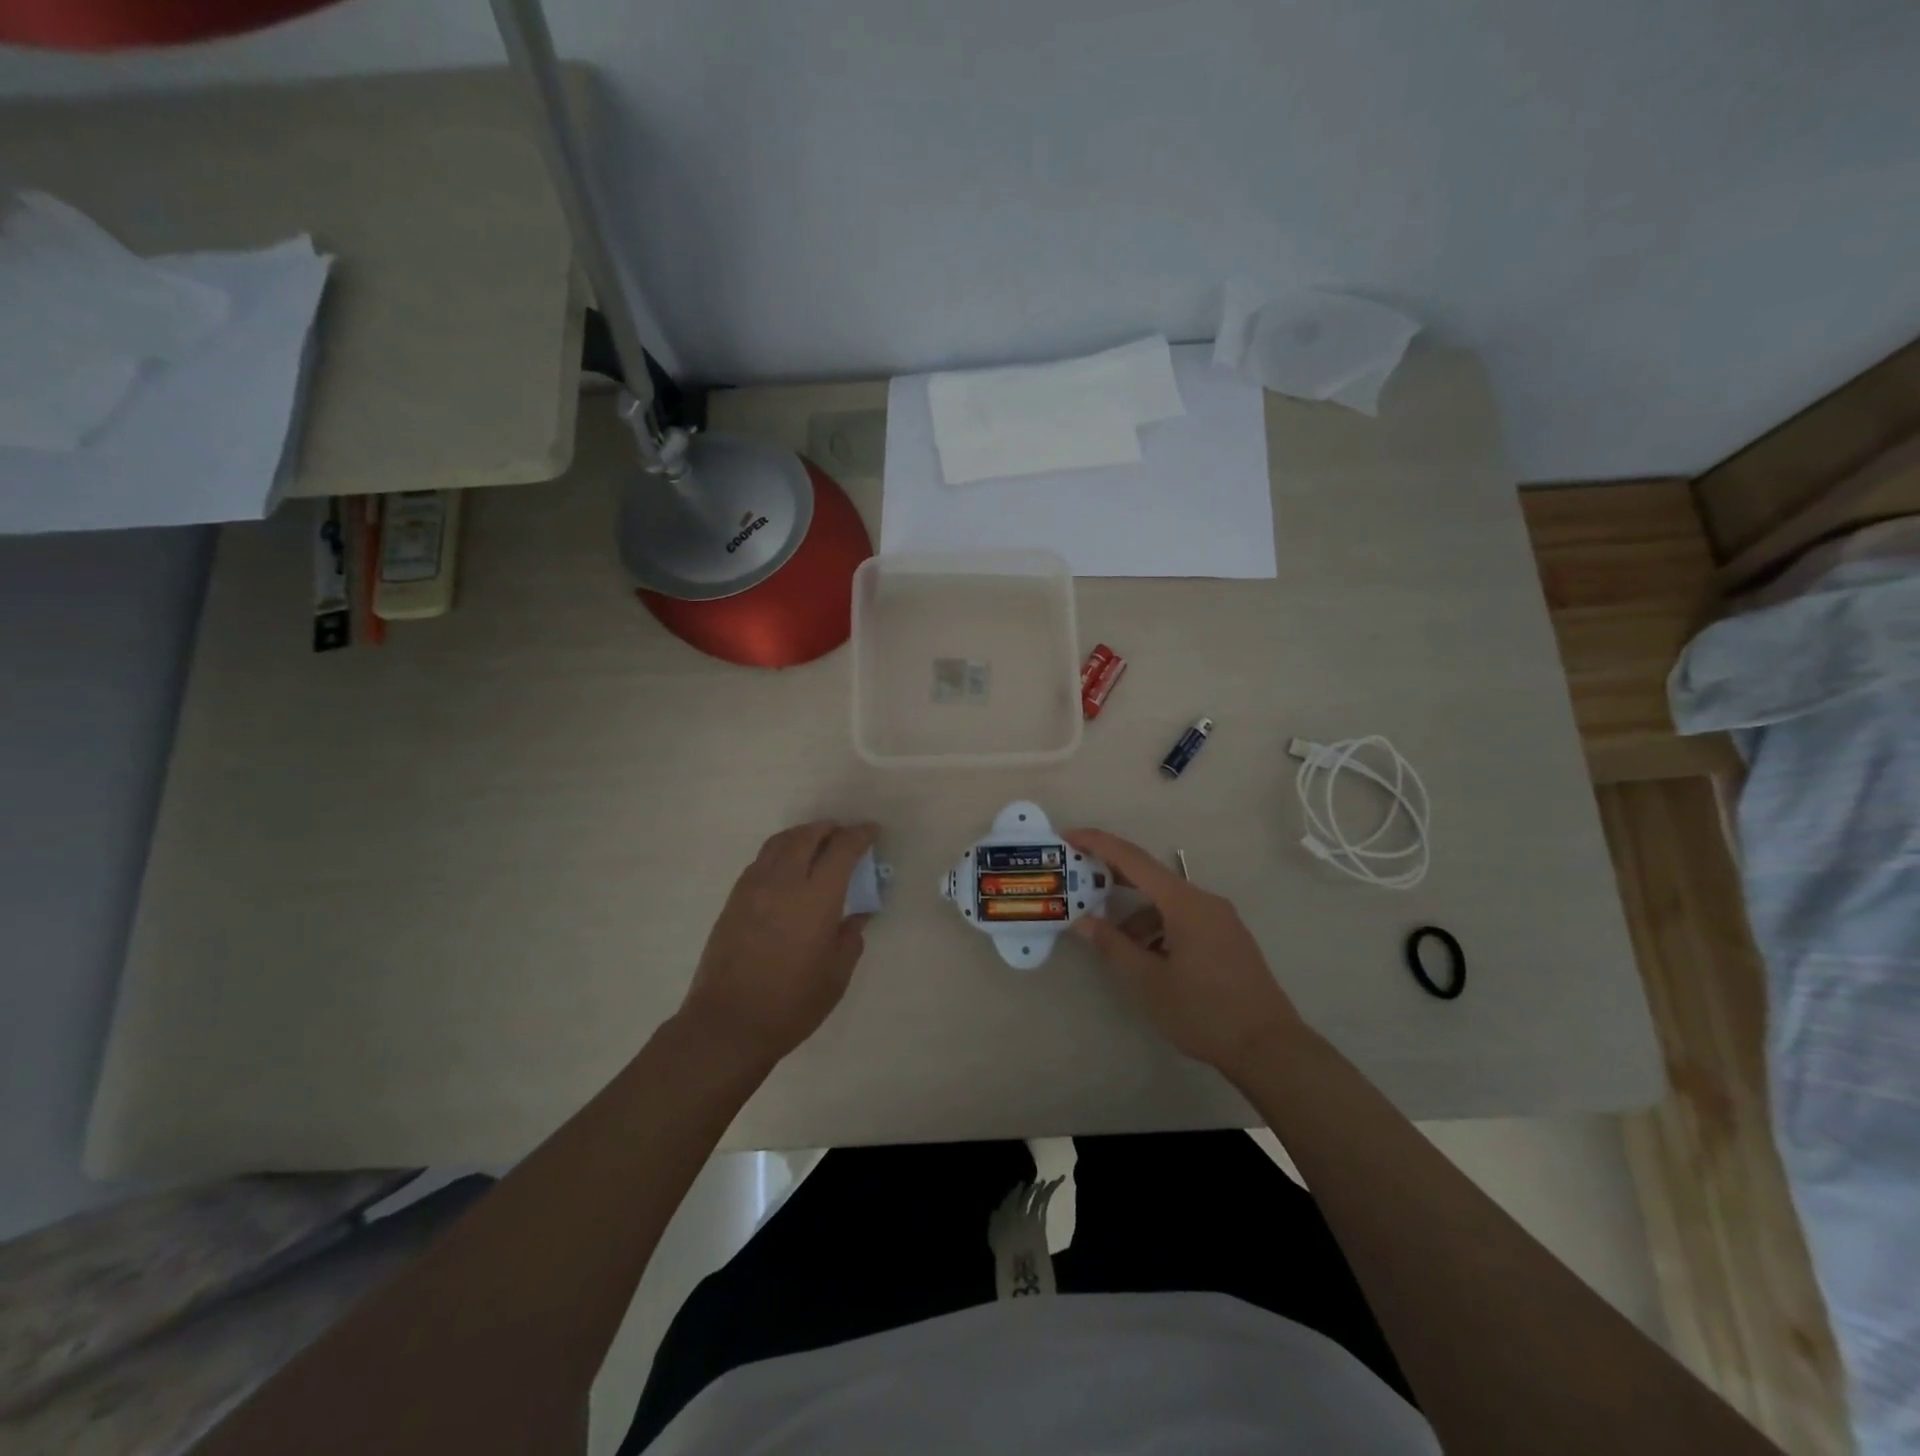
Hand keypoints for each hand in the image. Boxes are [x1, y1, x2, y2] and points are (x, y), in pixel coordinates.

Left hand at [678, 821, 879, 1065]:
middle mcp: (783, 883)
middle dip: (829, 829)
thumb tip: (856, 916)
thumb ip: (850, 938)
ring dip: (802, 835)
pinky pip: (761, 860)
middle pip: (807, 836)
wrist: (727, 1025)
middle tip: (844, 835)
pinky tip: (788, 869)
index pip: (841, 850)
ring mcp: (753, 888)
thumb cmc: (791, 1005)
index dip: (860, 835)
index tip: (871, 831)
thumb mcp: (835, 976)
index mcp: (816, 899)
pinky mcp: (734, 900)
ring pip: (779, 843)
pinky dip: (780, 852)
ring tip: (816, 844)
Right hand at [1066, 828, 1306, 1080]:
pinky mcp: (1227, 937)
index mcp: (1184, 903)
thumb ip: (1113, 945)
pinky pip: (1184, 918)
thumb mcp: (1148, 981)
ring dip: (1137, 916)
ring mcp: (1220, 919)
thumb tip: (1083, 921)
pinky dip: (1159, 928)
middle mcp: (1204, 900)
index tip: (1070, 837)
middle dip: (1113, 878)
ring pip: (1167, 904)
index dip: (1098, 844)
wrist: (1269, 1048)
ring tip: (1115, 946)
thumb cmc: (1203, 1012)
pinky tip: (1149, 959)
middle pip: (1151, 877)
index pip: (1133, 860)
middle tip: (1079, 882)